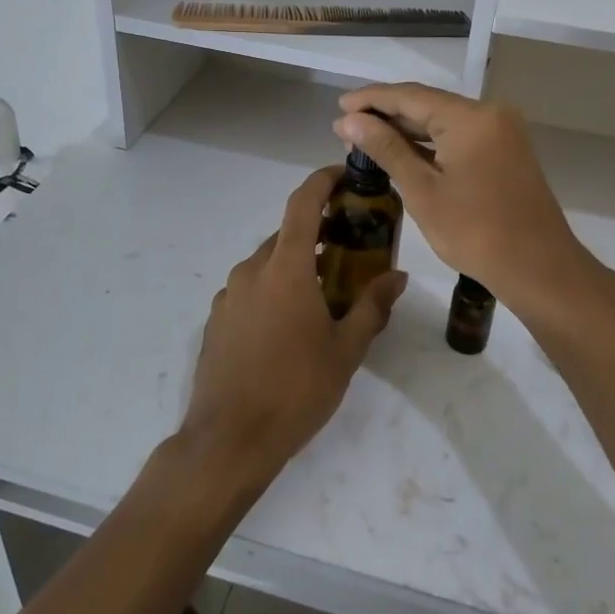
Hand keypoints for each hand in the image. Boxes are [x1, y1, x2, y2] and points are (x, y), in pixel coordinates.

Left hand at [180, 166, 406, 487]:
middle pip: (287, 235)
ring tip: (324, 294)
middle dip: (318, 233)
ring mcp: (229, 295)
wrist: (228, 440)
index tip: (344, 174)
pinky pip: (251, 289)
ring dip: (296, 265)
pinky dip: (274, 289)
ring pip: (268, 264)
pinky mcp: (217, 319)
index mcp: (285, 269)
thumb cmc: (295, 390)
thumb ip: (372, 307)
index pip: (302, 204)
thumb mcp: (345, 351)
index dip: (322, 181)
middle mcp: (252, 270)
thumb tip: (397, 277)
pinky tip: (290, 326)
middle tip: (350, 249)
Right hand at [334, 83, 596, 316]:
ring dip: (406, 129)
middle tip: (345, 127)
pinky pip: (459, 135)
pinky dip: (430, 142)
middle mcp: (489, 113)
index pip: (410, 96)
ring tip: (365, 138)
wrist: (539, 268)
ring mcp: (501, 131)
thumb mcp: (423, 191)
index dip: (371, 99)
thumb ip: (386, 149)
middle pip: (428, 104)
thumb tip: (349, 121)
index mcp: (471, 117)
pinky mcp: (505, 150)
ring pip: (443, 120)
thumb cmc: (476, 232)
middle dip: (386, 114)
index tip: (338, 105)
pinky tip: (402, 151)